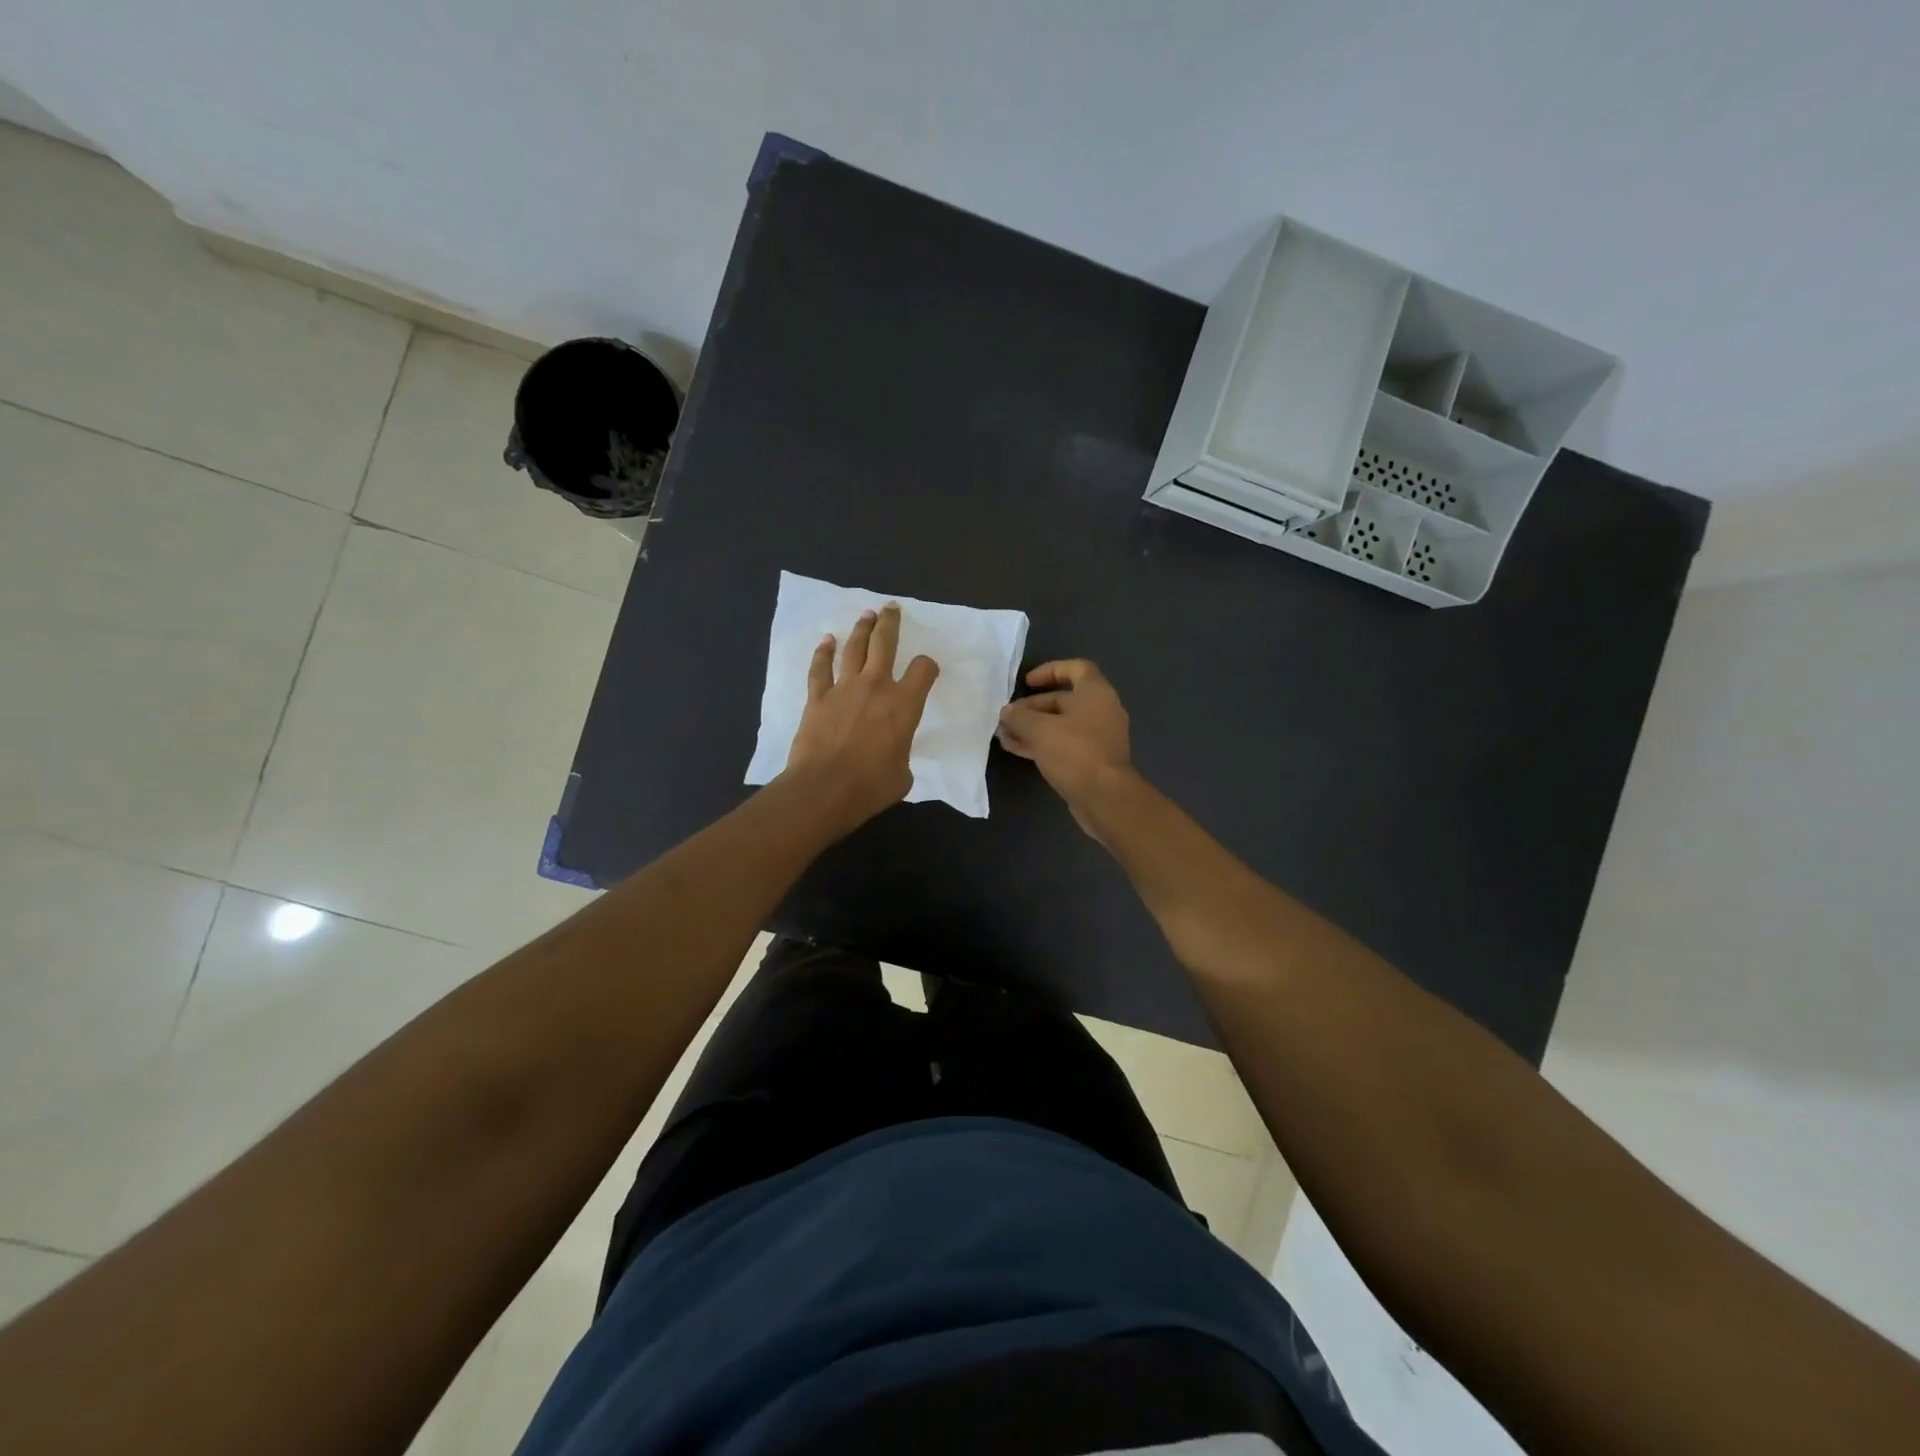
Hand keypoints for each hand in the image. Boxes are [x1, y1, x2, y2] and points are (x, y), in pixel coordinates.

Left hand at [783, 604, 939, 835]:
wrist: (825, 788)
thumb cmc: (871, 786)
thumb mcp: (903, 775)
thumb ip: (901, 755)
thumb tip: (891, 756)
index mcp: (904, 704)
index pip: (923, 670)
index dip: (928, 666)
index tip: (926, 669)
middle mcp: (876, 686)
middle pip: (885, 643)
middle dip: (890, 623)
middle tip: (892, 608)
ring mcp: (844, 688)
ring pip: (854, 648)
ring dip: (861, 629)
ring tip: (867, 615)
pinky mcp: (817, 698)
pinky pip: (820, 668)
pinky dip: (823, 653)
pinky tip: (826, 640)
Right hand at [996, 659, 1135, 835]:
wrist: (1104, 798)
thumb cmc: (1075, 752)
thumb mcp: (1040, 730)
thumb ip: (1020, 717)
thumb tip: (1007, 712)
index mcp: (1095, 693)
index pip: (1076, 669)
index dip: (1050, 670)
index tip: (1027, 682)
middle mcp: (1100, 711)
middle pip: (1063, 700)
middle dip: (1032, 707)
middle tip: (1007, 716)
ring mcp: (1097, 737)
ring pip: (1060, 725)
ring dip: (1032, 728)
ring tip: (1004, 735)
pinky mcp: (1091, 760)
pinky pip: (1063, 744)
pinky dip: (1041, 744)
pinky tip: (1016, 749)